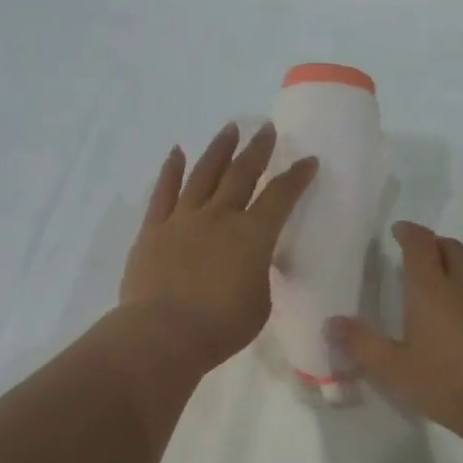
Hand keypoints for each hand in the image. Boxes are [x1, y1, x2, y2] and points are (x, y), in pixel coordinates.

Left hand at [119, 122, 317, 373]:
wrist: (164, 334)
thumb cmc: (221, 327)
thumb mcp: (259, 303)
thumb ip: (258, 274)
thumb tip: (251, 261)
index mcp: (253, 235)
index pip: (281, 197)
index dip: (297, 177)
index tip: (308, 160)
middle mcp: (220, 217)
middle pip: (242, 174)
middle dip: (258, 150)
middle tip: (267, 129)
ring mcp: (183, 219)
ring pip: (204, 174)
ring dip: (219, 149)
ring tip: (230, 128)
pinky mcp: (154, 229)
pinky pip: (164, 192)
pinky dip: (171, 170)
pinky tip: (177, 152)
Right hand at [331, 221, 462, 446]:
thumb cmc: (448, 385)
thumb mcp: (395, 370)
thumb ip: (361, 343)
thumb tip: (331, 322)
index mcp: (431, 289)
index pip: (419, 244)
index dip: (408, 232)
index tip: (399, 231)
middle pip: (450, 246)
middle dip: (433, 245)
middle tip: (420, 258)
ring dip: (460, 258)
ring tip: (451, 273)